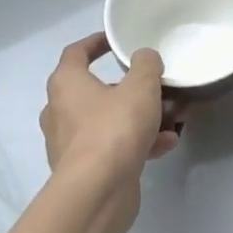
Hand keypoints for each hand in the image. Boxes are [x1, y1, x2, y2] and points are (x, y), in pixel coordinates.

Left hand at [40, 34, 182, 181]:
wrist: (97, 191)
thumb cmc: (114, 129)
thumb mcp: (140, 88)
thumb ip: (146, 65)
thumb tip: (145, 57)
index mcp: (66, 83)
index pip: (76, 52)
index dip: (96, 42)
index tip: (116, 41)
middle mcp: (61, 110)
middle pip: (98, 90)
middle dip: (132, 89)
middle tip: (158, 88)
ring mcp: (70, 142)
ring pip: (109, 121)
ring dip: (141, 118)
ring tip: (172, 120)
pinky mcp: (84, 169)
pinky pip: (113, 147)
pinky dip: (137, 143)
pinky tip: (166, 145)